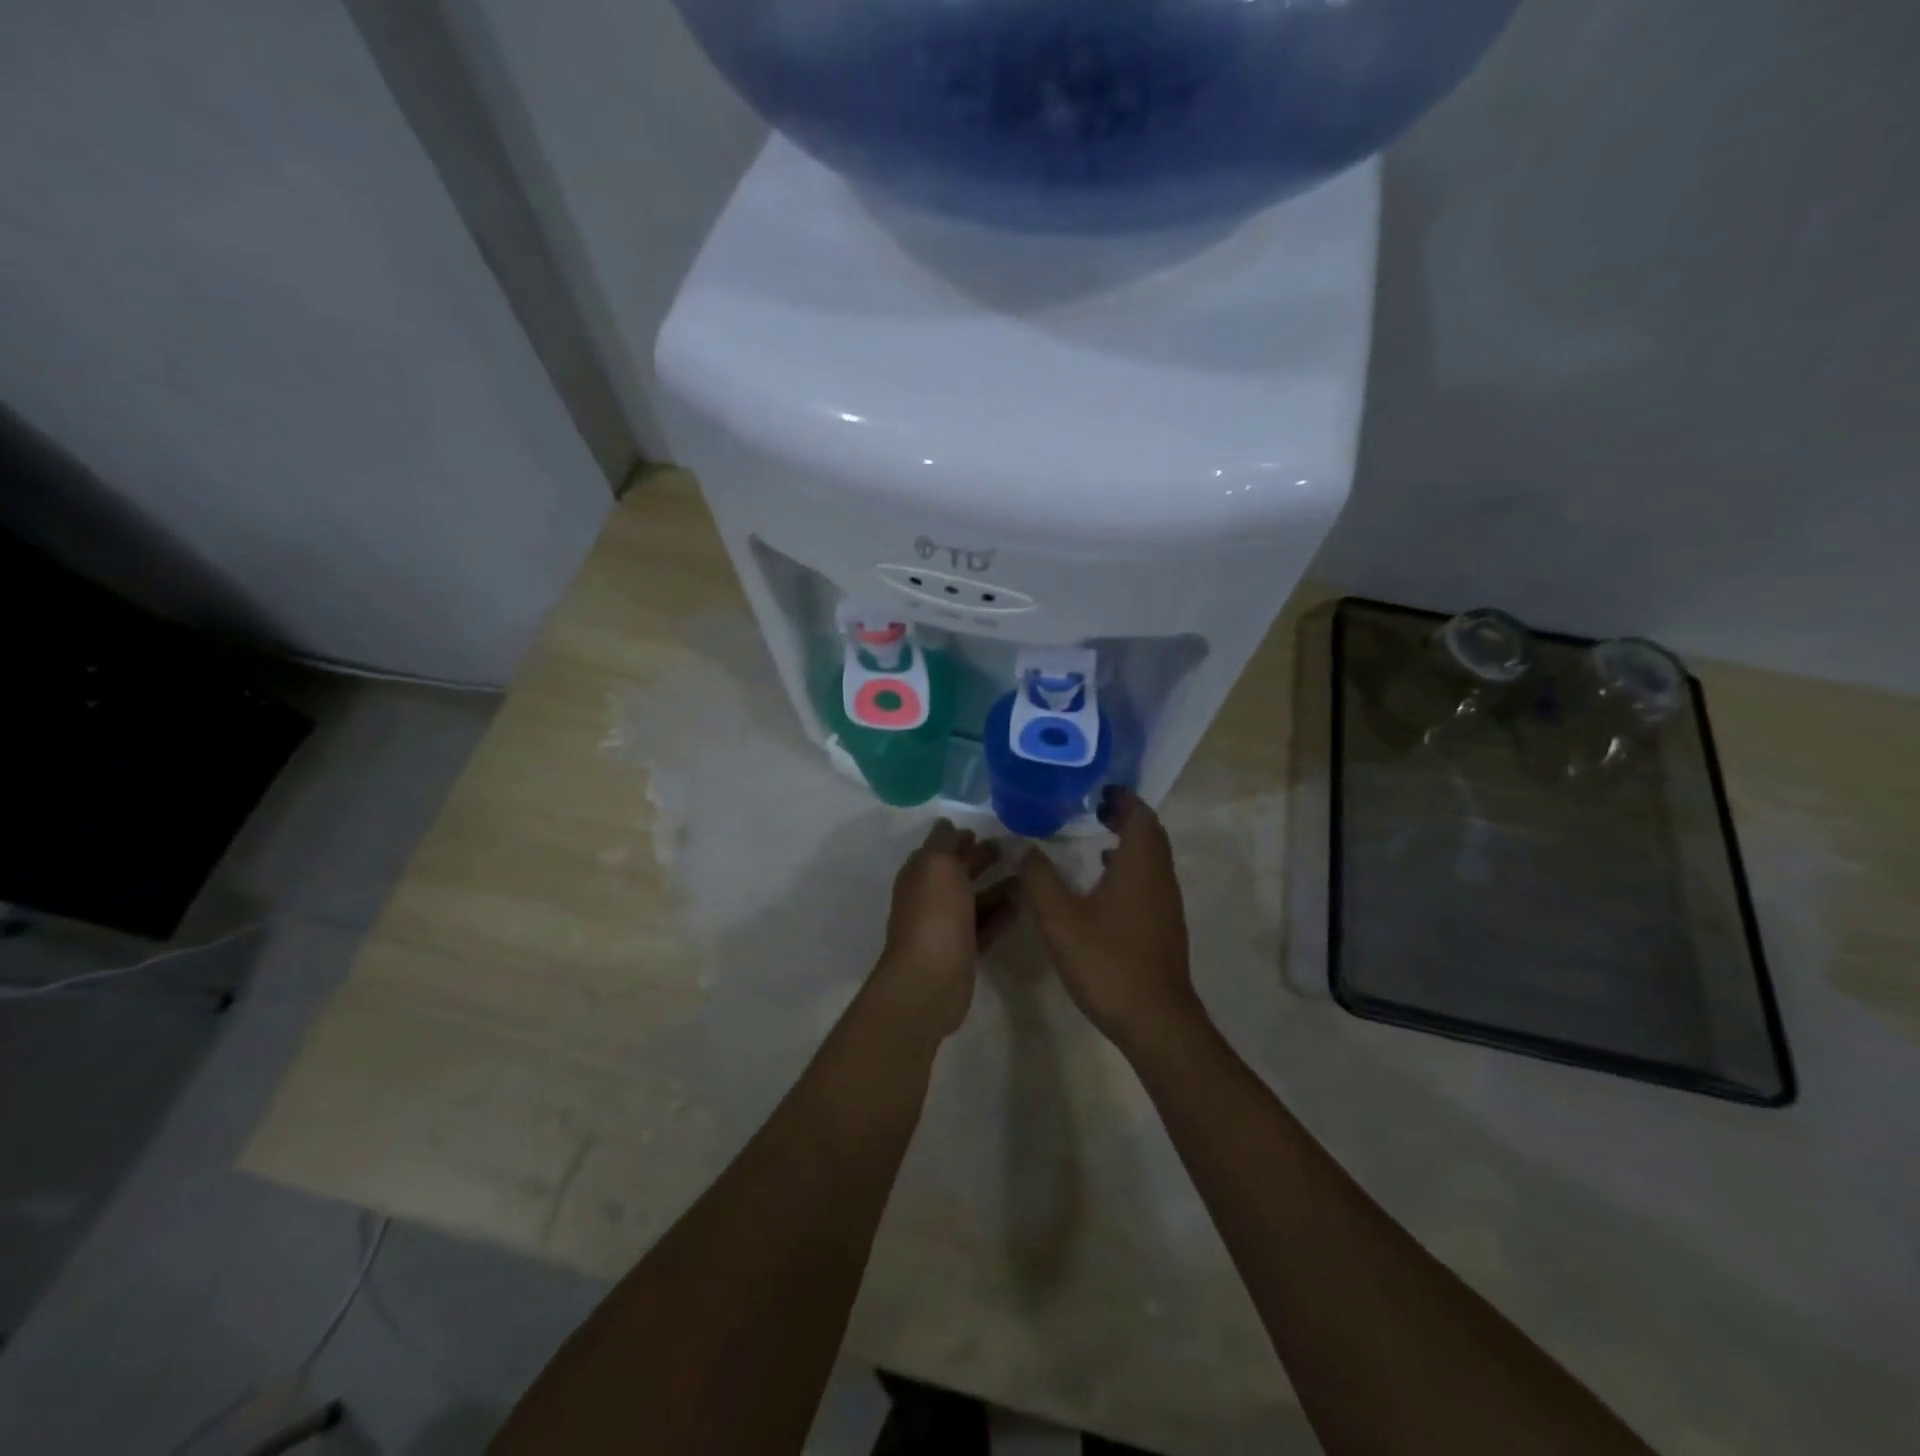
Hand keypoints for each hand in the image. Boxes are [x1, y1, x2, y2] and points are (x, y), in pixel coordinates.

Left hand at [870, 821, 1018, 1041]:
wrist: (930, 977)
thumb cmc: (934, 913)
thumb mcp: (937, 864)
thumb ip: (944, 842)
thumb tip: (948, 826)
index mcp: (919, 875)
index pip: (938, 850)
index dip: (957, 839)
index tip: (981, 831)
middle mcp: (929, 899)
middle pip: (957, 874)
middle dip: (978, 860)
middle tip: (1008, 849)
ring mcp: (946, 927)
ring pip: (973, 901)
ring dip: (996, 888)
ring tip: (1024, 877)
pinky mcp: (963, 952)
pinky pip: (984, 927)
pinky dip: (1000, 915)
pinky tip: (1020, 906)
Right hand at [1020, 790, 1199, 1057]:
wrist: (1154, 1019)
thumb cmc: (1107, 961)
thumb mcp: (1060, 919)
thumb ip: (1039, 879)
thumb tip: (1024, 848)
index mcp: (1140, 865)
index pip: (1140, 815)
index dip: (1121, 798)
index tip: (1096, 790)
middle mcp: (1160, 877)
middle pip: (1150, 833)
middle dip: (1125, 815)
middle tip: (1093, 809)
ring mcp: (1167, 903)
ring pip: (1153, 857)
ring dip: (1129, 841)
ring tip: (1096, 838)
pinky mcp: (1165, 925)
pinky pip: (1150, 879)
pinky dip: (1131, 867)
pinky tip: (1104, 885)